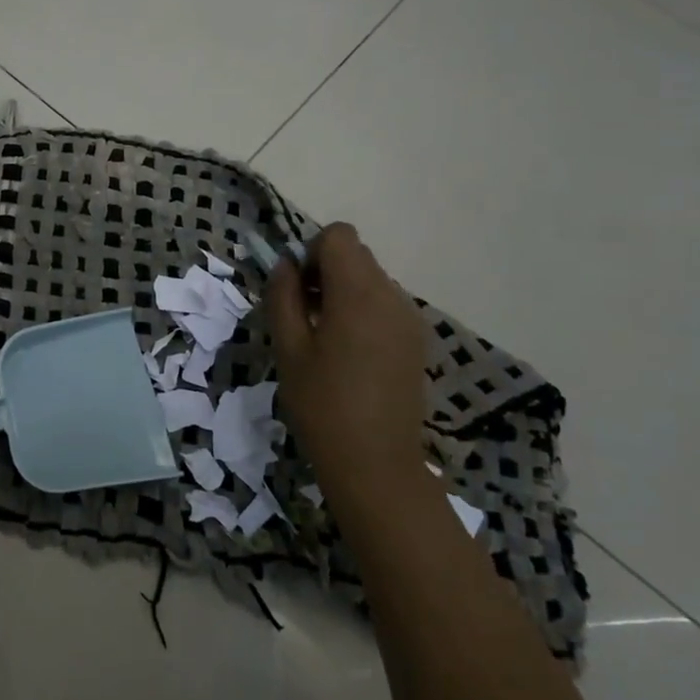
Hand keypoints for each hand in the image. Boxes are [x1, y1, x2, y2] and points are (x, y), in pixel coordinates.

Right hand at [266, 224, 427, 501]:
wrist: (376, 463)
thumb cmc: (322, 404)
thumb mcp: (288, 348)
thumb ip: (283, 296)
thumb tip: (286, 265)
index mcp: (358, 293)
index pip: (339, 236)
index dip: (311, 251)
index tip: (296, 289)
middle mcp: (391, 296)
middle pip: (356, 254)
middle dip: (324, 270)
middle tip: (302, 314)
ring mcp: (409, 318)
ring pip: (371, 279)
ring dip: (342, 292)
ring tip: (324, 338)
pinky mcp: (416, 340)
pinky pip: (384, 304)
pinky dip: (361, 311)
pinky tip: (348, 354)